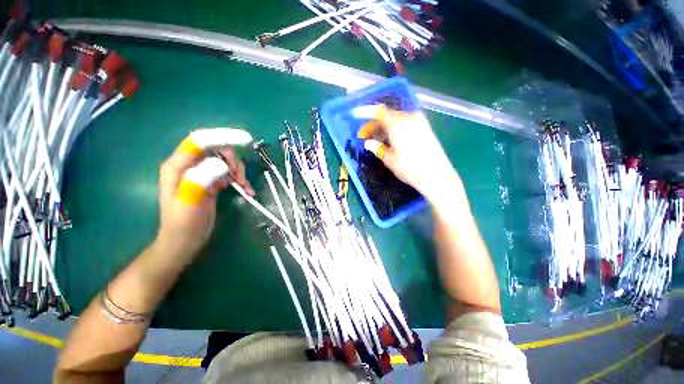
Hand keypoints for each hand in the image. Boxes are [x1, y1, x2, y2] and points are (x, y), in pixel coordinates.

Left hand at [156, 141, 253, 258]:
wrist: (184, 240)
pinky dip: (239, 179)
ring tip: (243, 186)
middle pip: (215, 149)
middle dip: (232, 160)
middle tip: (240, 178)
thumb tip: (221, 164)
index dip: (222, 136)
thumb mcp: (190, 202)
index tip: (246, 139)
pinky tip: (245, 190)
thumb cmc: (183, 224)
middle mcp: (188, 165)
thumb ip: (201, 180)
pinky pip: (228, 172)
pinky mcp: (210, 181)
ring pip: (224, 160)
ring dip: (238, 170)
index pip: (200, 141)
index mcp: (178, 166)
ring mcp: (200, 173)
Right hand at [373, 107, 460, 203]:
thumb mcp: (389, 159)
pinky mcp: (425, 128)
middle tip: (365, 136)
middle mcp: (409, 118)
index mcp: (398, 123)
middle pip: (388, 116)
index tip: (355, 114)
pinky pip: (406, 124)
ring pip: (397, 120)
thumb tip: (368, 143)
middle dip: (375, 124)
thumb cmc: (410, 168)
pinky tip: (390, 139)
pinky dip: (395, 129)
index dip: (365, 112)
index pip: (379, 111)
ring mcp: (419, 122)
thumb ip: (377, 148)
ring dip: (385, 128)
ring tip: (377, 139)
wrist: (437, 176)